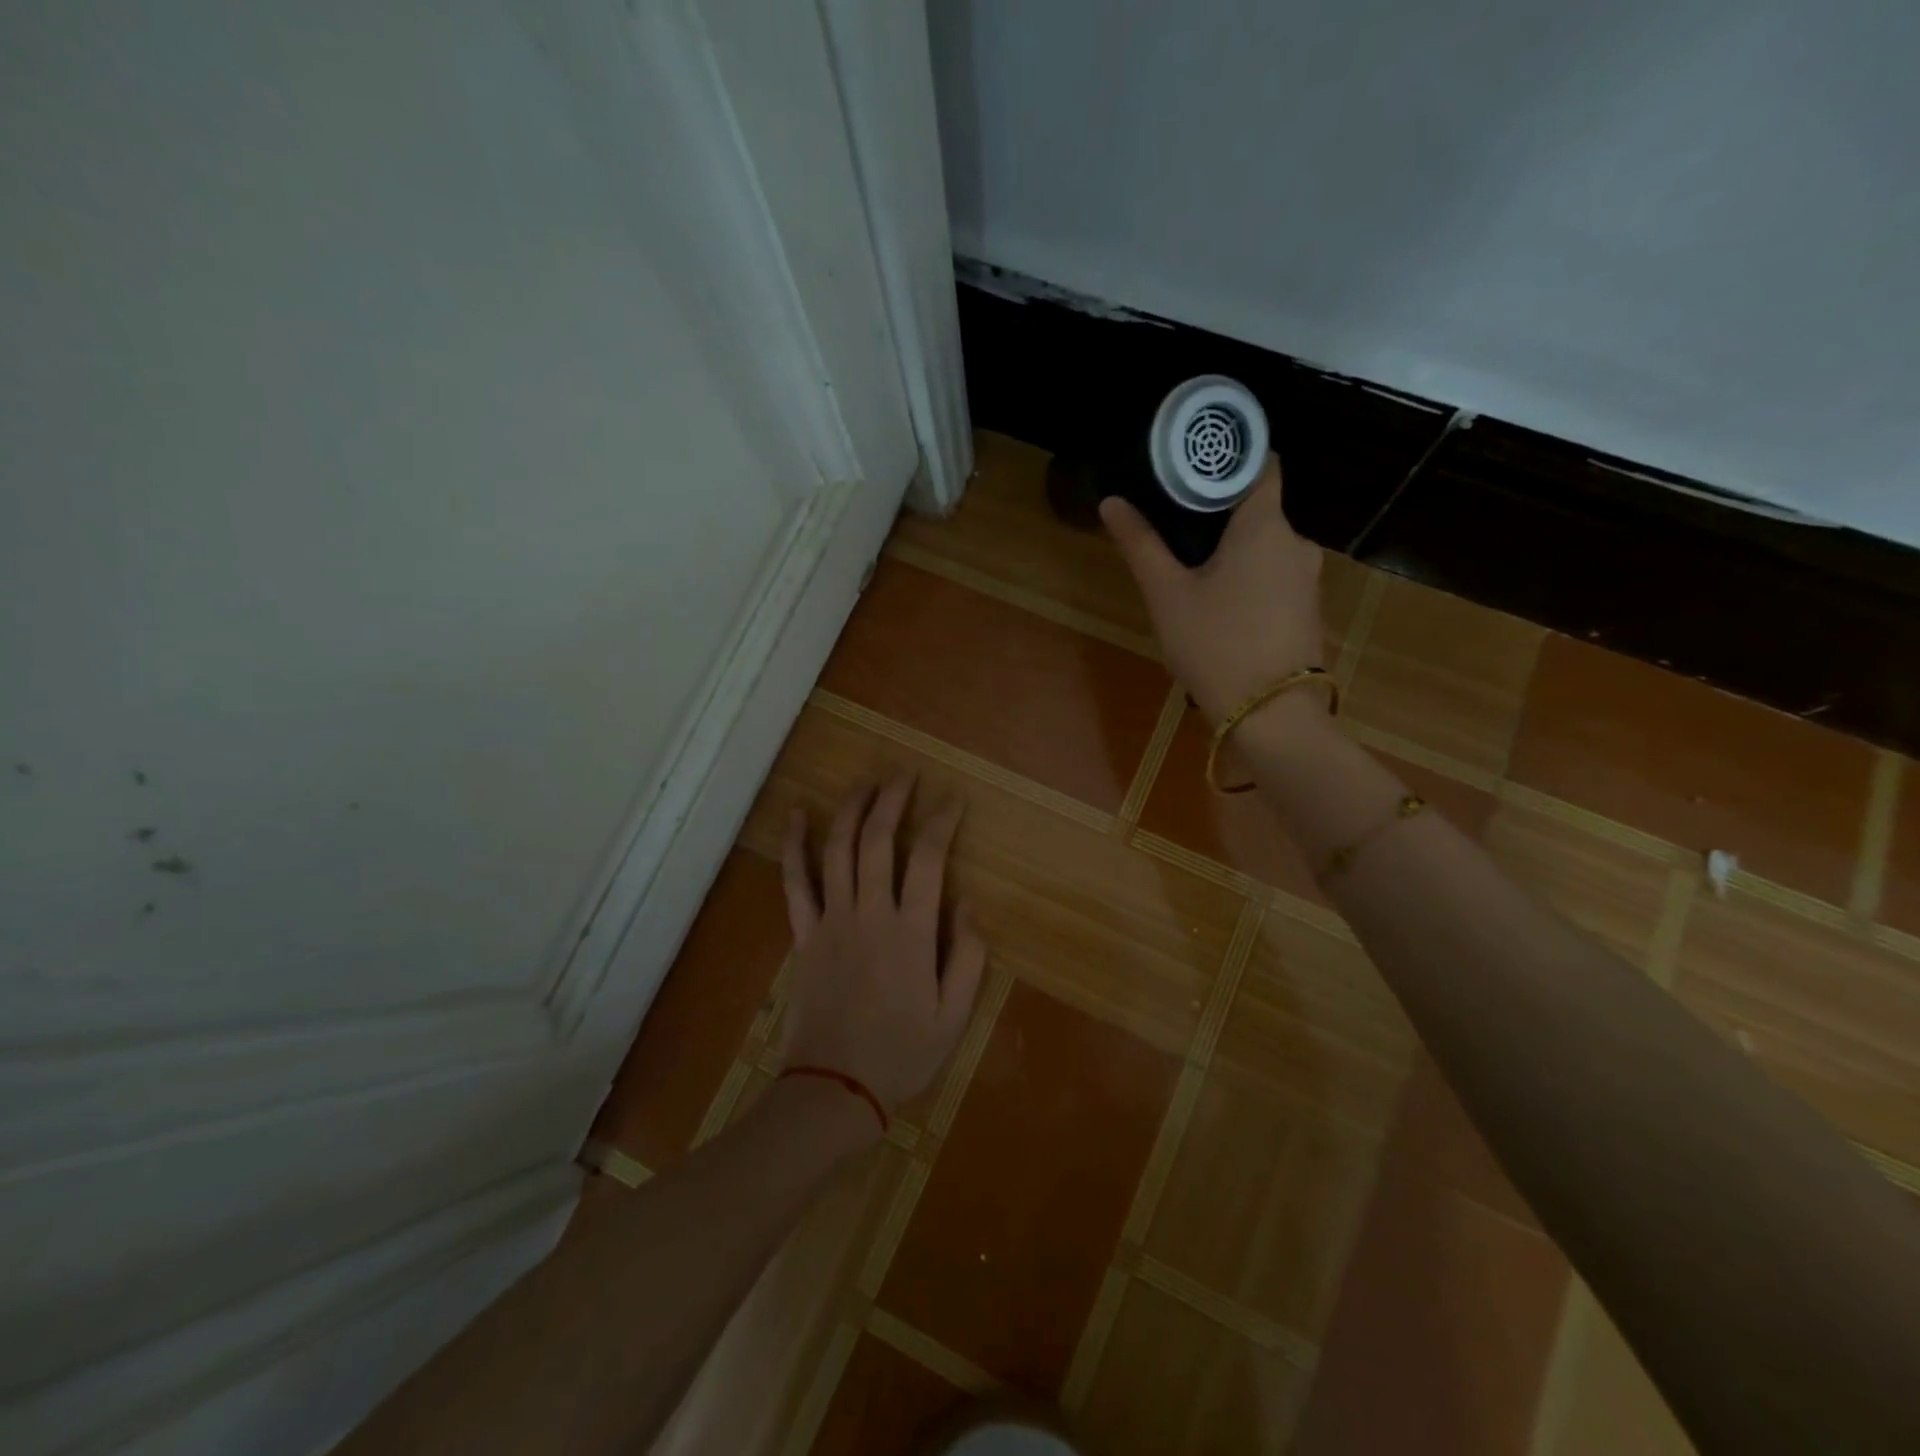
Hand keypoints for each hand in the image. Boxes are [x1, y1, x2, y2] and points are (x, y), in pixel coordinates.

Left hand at [779, 775, 986, 1120]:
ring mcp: (831, 921)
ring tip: (865, 781)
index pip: (928, 859)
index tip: (953, 799)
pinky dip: (794, 846)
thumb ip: (968, 955)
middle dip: (893, 800)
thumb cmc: (902, 1055)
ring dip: (851, 809)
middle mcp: (870, 914)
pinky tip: (797, 815)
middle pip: (878, 840)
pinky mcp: (804, 935)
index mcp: (912, 932)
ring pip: (838, 850)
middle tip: (905, 774)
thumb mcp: (954, 1015)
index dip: (941, 821)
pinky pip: (795, 882)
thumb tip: (967, 901)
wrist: (834, 1090)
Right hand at [1099, 454, 1324, 722]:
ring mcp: (1308, 579)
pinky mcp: (1307, 610)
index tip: (1195, 465)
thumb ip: (1141, 545)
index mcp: (1265, 526)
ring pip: (1265, 547)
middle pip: (1258, 509)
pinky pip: (1274, 577)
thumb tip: (1112, 502)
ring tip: (1191, 568)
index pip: (1260, 464)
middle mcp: (1296, 542)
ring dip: (1233, 550)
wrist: (1270, 717)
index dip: (1229, 458)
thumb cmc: (1215, 645)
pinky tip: (1220, 604)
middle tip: (1175, 524)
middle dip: (1220, 513)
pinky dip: (1249, 578)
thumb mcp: (1167, 595)